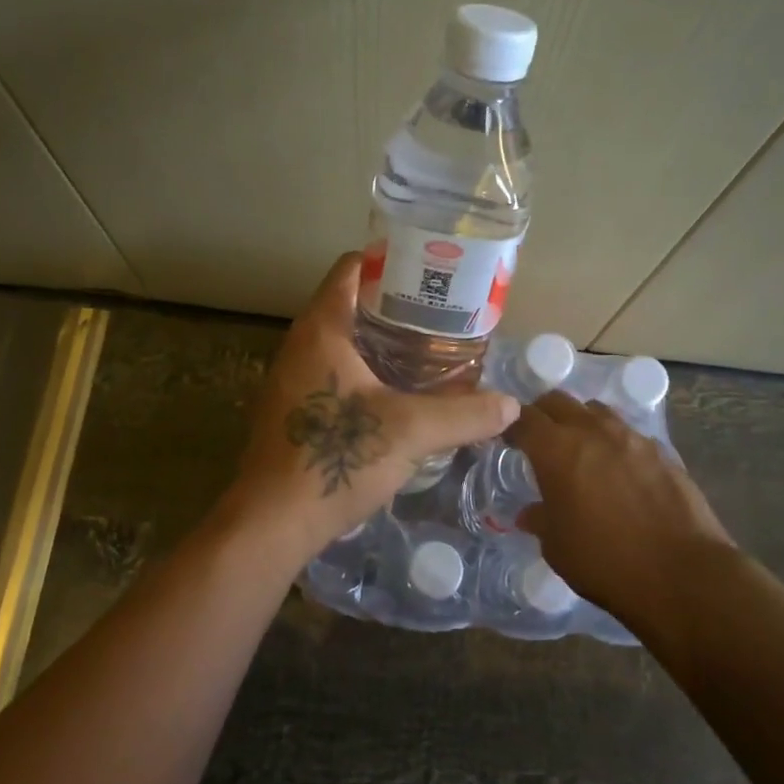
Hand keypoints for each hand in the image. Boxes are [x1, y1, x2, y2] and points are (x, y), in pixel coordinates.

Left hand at [230, 252, 519, 558]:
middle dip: (396, 306)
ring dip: (381, 342)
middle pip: (350, 304)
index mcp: (322, 329)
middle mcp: (301, 344)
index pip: (352, 268)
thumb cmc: (336, 458)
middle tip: (442, 316)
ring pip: (342, 342)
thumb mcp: (410, 431)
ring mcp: (292, 378)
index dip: (390, 261)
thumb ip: (464, 414)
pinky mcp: (293, 410)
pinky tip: (398, 395)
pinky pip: (333, 372)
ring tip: (429, 353)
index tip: (430, 272)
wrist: (273, 522)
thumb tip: (511, 406)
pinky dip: (366, 371)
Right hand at [507, 392, 732, 615]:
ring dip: (581, 421)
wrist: (682, 575)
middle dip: (543, 414)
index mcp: (556, 449)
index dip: (510, 424)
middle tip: (539, 439)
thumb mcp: (557, 547)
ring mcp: (631, 436)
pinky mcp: (662, 451)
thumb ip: (540, 520)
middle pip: (558, 400)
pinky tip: (619, 470)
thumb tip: (530, 513)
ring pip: (596, 410)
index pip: (522, 418)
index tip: (506, 438)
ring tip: (581, 449)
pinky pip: (629, 433)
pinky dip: (615, 442)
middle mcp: (592, 431)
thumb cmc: (605, 562)